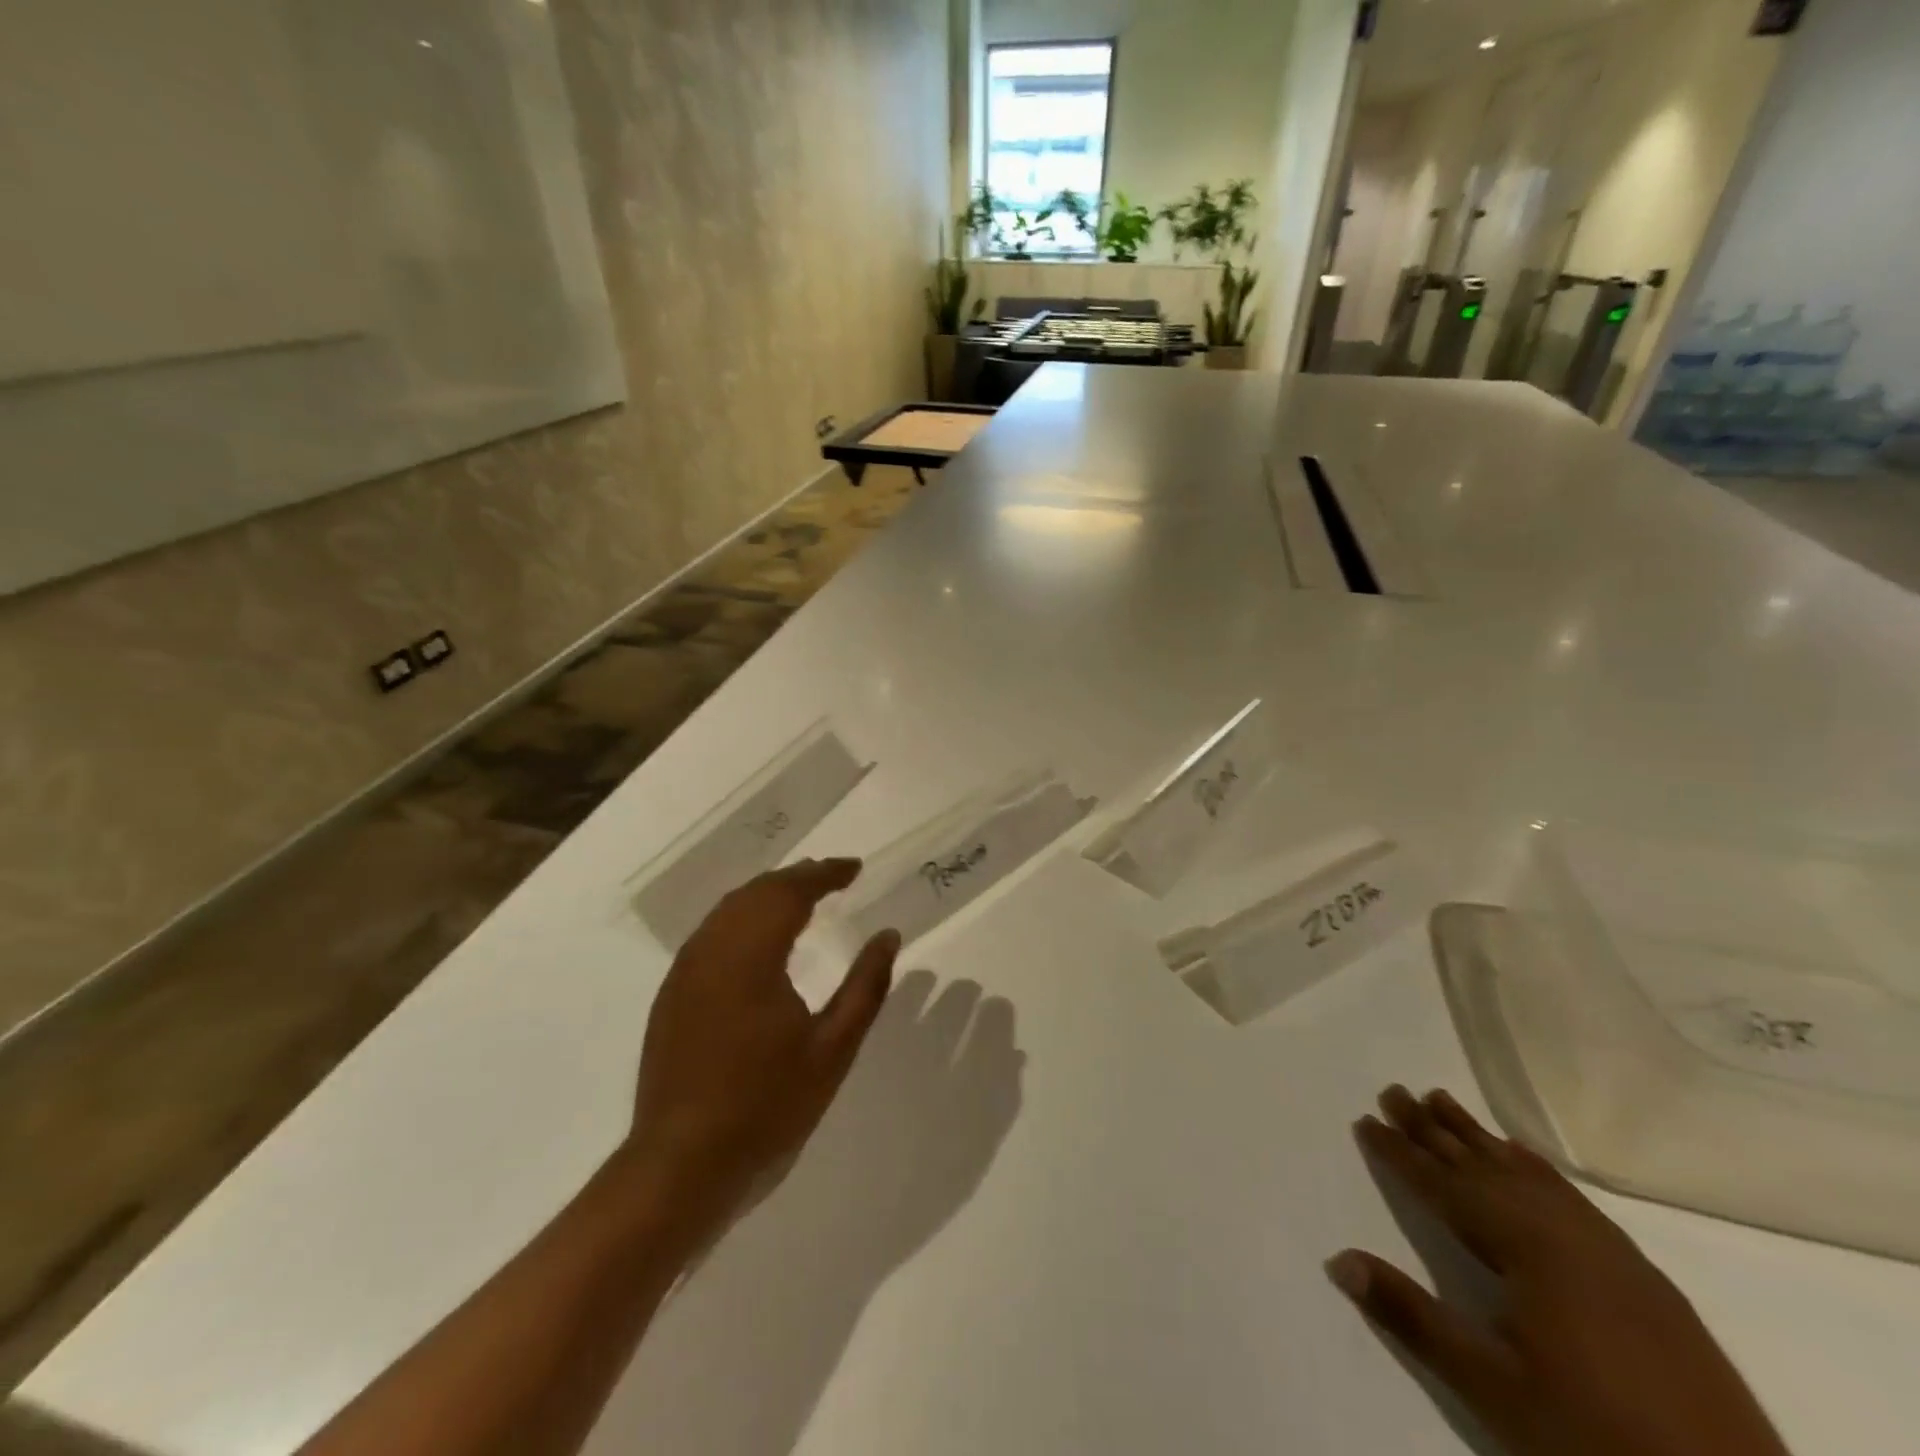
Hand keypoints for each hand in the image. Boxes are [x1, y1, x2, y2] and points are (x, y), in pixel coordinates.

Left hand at [621, 859, 900, 1244]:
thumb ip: (865, 986)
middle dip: (797, 877)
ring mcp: (685, 972)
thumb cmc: (766, 1106)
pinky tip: (761, 938)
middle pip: (756, 891)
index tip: (855, 868)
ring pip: (729, 909)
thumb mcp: (832, 1049)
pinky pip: (711, 933)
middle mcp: (712, 950)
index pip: (790, 892)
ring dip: (768, 894)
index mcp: (751, 956)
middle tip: (834, 877)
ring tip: (803, 897)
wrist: (680, 1167)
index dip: (825, 873)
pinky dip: (743, 917)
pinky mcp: (672, 994)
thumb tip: (889, 936)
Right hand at [1328, 1086, 1790, 1455]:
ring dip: (1478, 1138)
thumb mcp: (1493, 1386)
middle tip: (1394, 1090)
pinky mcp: (1642, 1277)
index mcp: (1528, 1249)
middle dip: (1434, 1129)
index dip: (1401, 1153)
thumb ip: (1412, 1316)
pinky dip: (1533, 1168)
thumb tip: (1339, 1259)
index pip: (1445, 1186)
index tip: (1365, 1119)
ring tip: (1442, 1101)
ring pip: (1526, 1175)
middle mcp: (1566, 1233)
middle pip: (1484, 1167)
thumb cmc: (1597, 1438)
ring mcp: (1610, 1251)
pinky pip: (1569, 1196)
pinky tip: (1522, 1158)